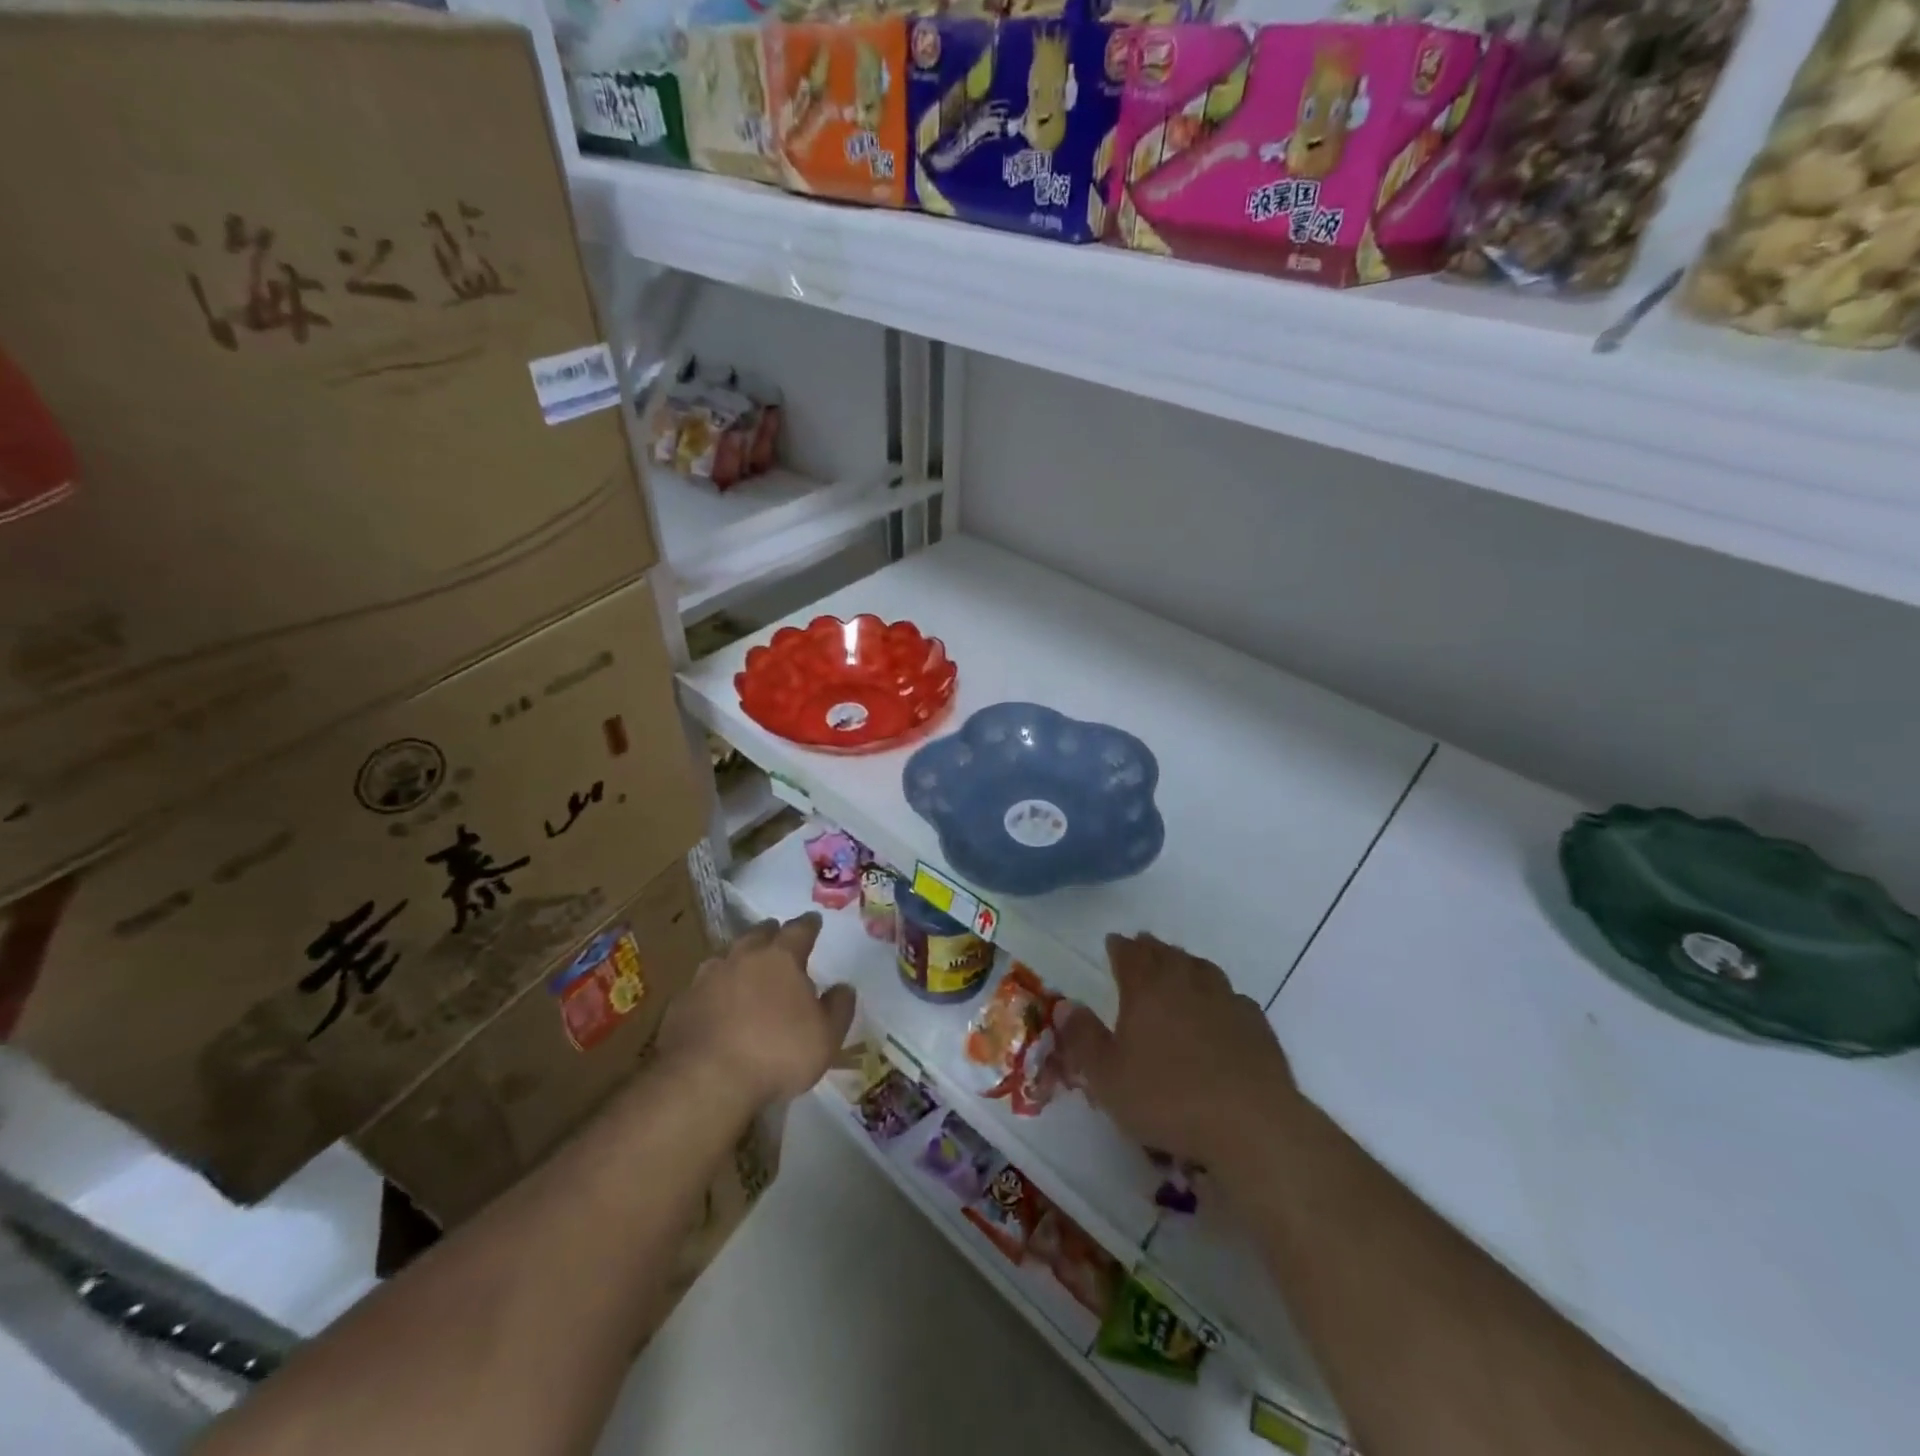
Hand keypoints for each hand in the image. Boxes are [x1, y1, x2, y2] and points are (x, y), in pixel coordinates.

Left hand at [658, 914, 856, 1108]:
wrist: (704, 1080)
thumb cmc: (777, 1054)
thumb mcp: (826, 1037)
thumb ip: (838, 1008)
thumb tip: (844, 987)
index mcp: (781, 958)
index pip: (799, 930)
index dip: (809, 924)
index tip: (814, 920)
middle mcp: (742, 957)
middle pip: (758, 934)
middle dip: (770, 933)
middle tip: (777, 937)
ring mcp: (707, 978)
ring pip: (726, 956)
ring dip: (737, 959)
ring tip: (743, 969)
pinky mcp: (681, 1003)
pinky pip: (701, 987)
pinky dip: (712, 990)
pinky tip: (714, 1005)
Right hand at [1057, 933, 1295, 1169]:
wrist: (1251, 1124)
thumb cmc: (1168, 1099)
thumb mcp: (1107, 1077)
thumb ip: (1083, 1039)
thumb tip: (1066, 1006)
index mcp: (1146, 989)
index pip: (1129, 955)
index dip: (1119, 947)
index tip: (1113, 942)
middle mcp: (1186, 983)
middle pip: (1166, 954)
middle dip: (1151, 949)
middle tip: (1143, 946)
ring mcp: (1226, 1000)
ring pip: (1202, 969)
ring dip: (1186, 964)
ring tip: (1179, 967)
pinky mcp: (1256, 1024)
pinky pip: (1232, 997)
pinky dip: (1219, 995)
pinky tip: (1220, 1008)